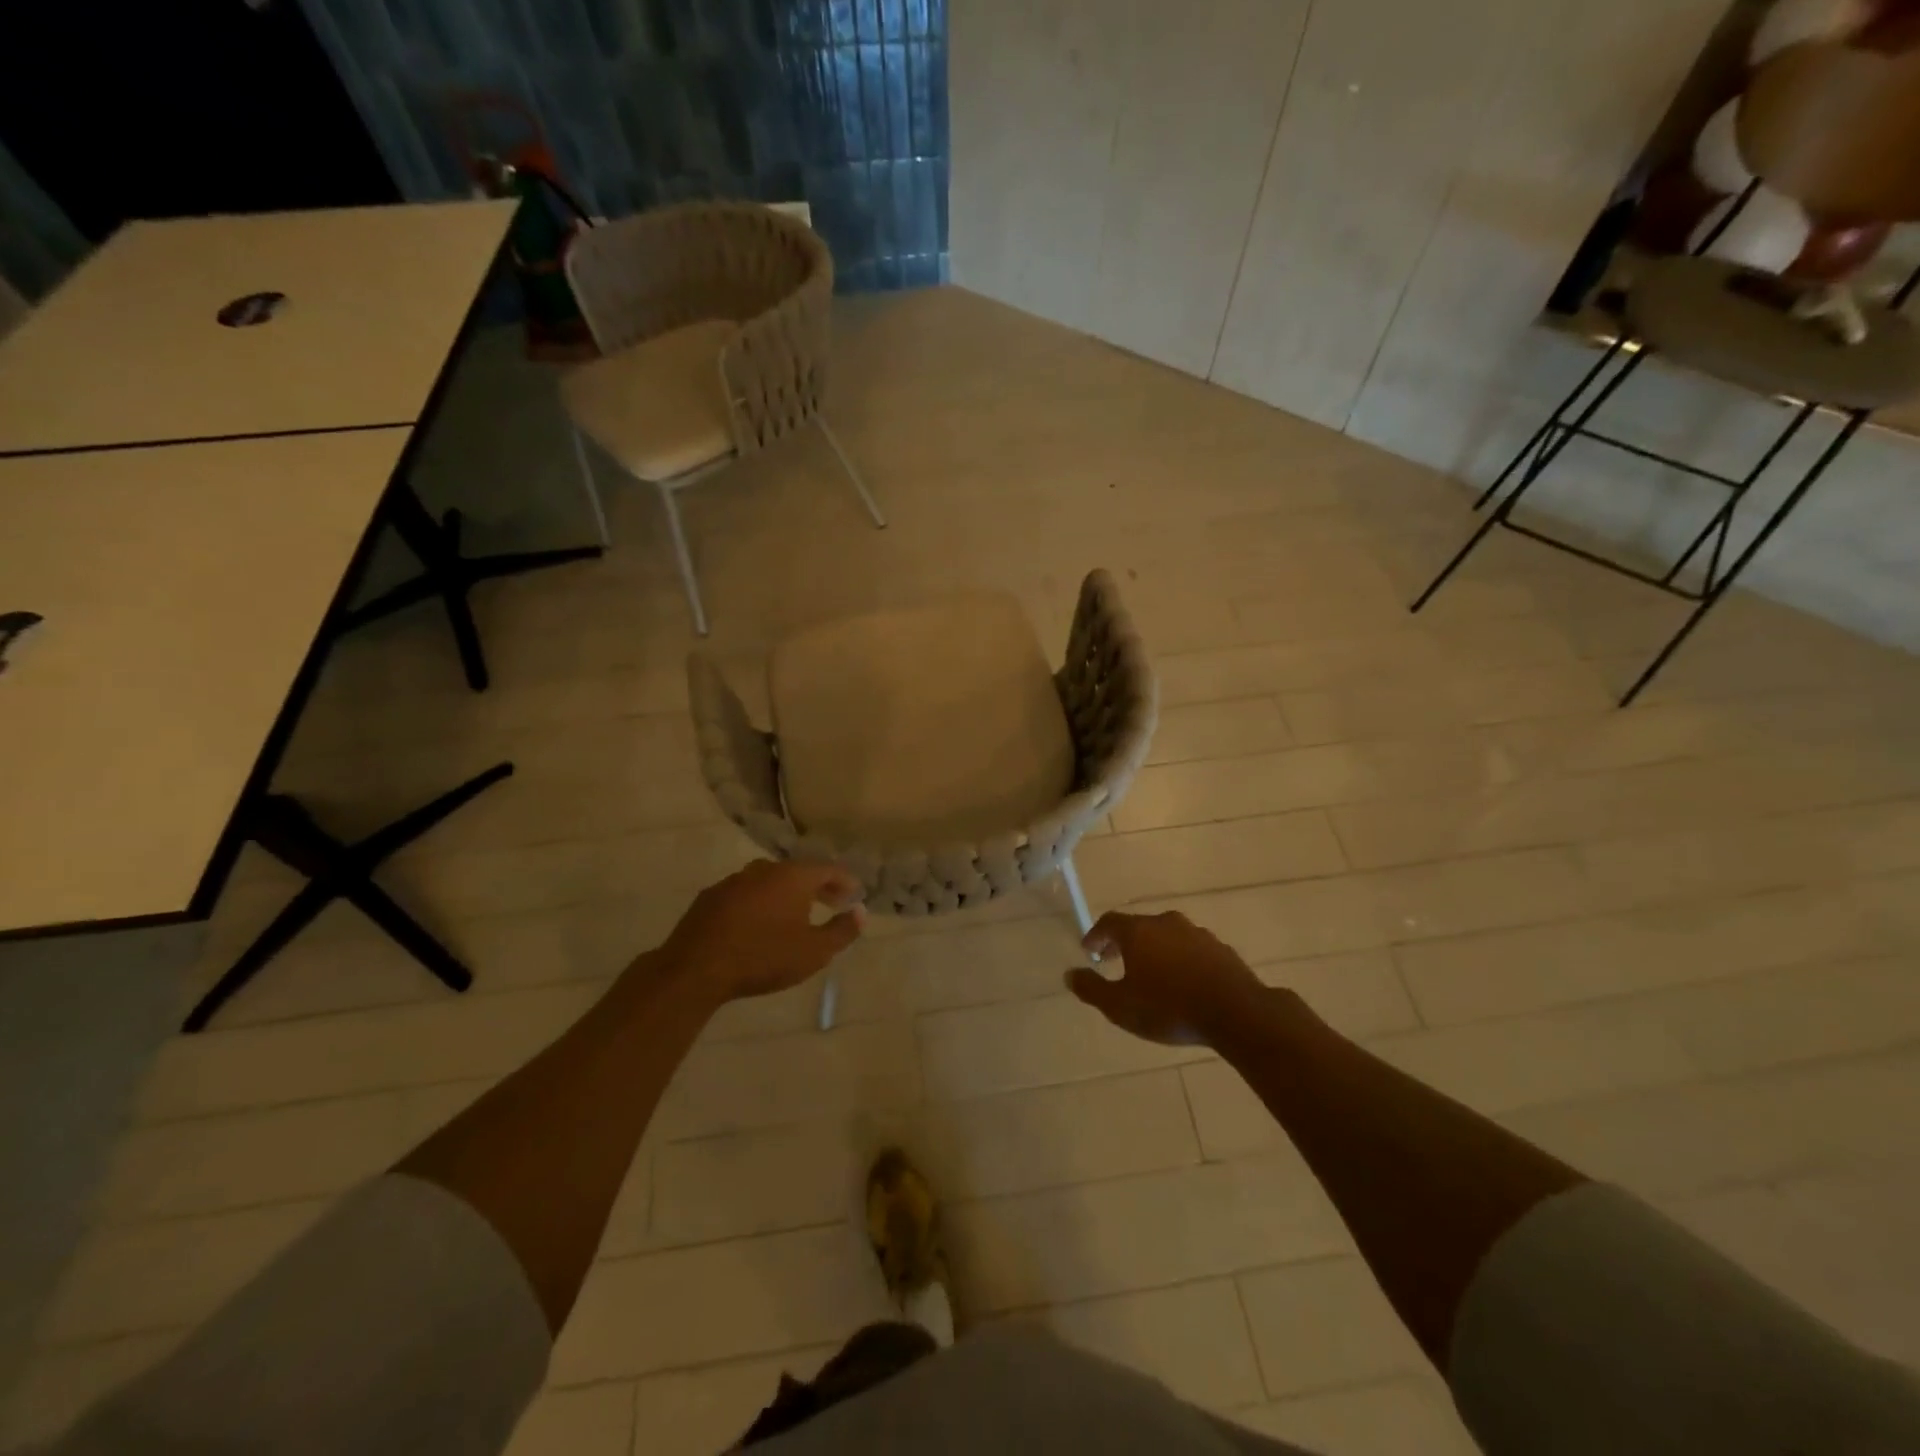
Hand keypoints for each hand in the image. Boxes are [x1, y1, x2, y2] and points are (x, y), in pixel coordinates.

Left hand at [657, 860, 864, 1004]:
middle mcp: (764, 869)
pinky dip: (760, 902)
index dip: (845, 881)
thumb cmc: (763, 957)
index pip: (828, 869)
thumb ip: (842, 931)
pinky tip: (759, 923)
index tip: (855, 894)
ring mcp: (734, 881)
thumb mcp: (814, 952)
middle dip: (818, 887)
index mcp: (793, 876)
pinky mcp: (711, 897)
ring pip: (770, 881)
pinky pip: (746, 894)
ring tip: (796, 913)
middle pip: (799, 872)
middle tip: (832, 903)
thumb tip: (860, 913)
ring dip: (787, 894)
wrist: (696, 968)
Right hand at [1066, 910, 1266, 1046]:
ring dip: (1154, 950)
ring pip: (1167, 936)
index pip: (1109, 922)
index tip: (1089, 950)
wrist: (1236, 1012)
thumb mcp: (1120, 1006)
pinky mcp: (1221, 949)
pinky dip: (1180, 959)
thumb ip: (1091, 988)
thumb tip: (1069, 974)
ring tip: (1150, 974)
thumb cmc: (1169, 1008)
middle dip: (1123, 943)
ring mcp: (1197, 934)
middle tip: (1115, 962)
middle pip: (1138, 926)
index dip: (1096, 935)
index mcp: (1138, 931)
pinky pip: (1191, 949)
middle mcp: (1166, 923)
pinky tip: (1183, 982)